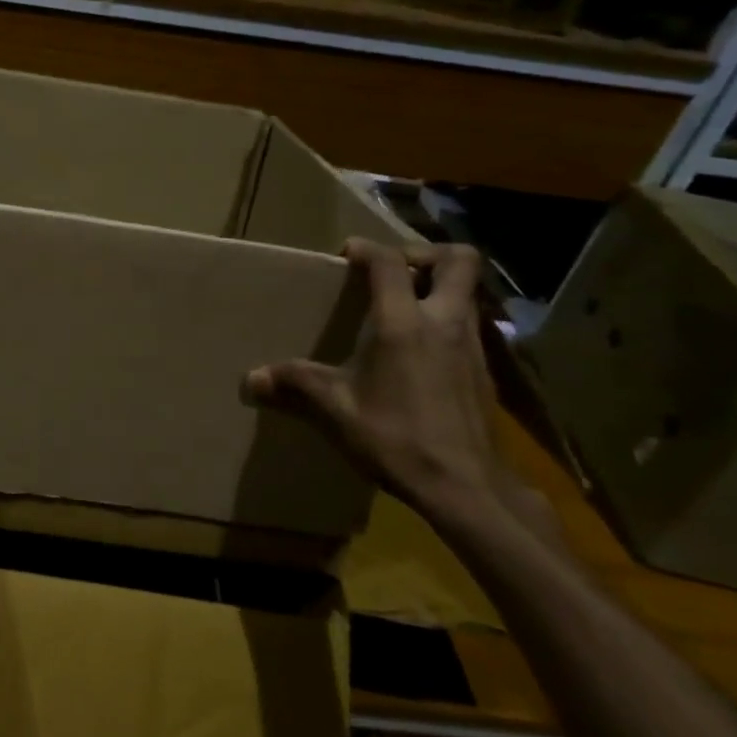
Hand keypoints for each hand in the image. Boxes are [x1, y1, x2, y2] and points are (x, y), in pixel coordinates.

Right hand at [243, 239, 548, 531]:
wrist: (466, 487)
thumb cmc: (397, 438)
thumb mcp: (336, 410)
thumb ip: (295, 385)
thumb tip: (251, 379)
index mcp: (404, 323)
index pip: (390, 262)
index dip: (368, 248)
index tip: (347, 255)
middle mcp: (445, 323)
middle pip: (459, 260)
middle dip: (426, 254)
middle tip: (395, 271)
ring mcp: (474, 346)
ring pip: (470, 293)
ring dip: (441, 287)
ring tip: (405, 308)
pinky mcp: (486, 372)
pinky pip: (470, 325)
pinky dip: (448, 321)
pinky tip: (422, 352)